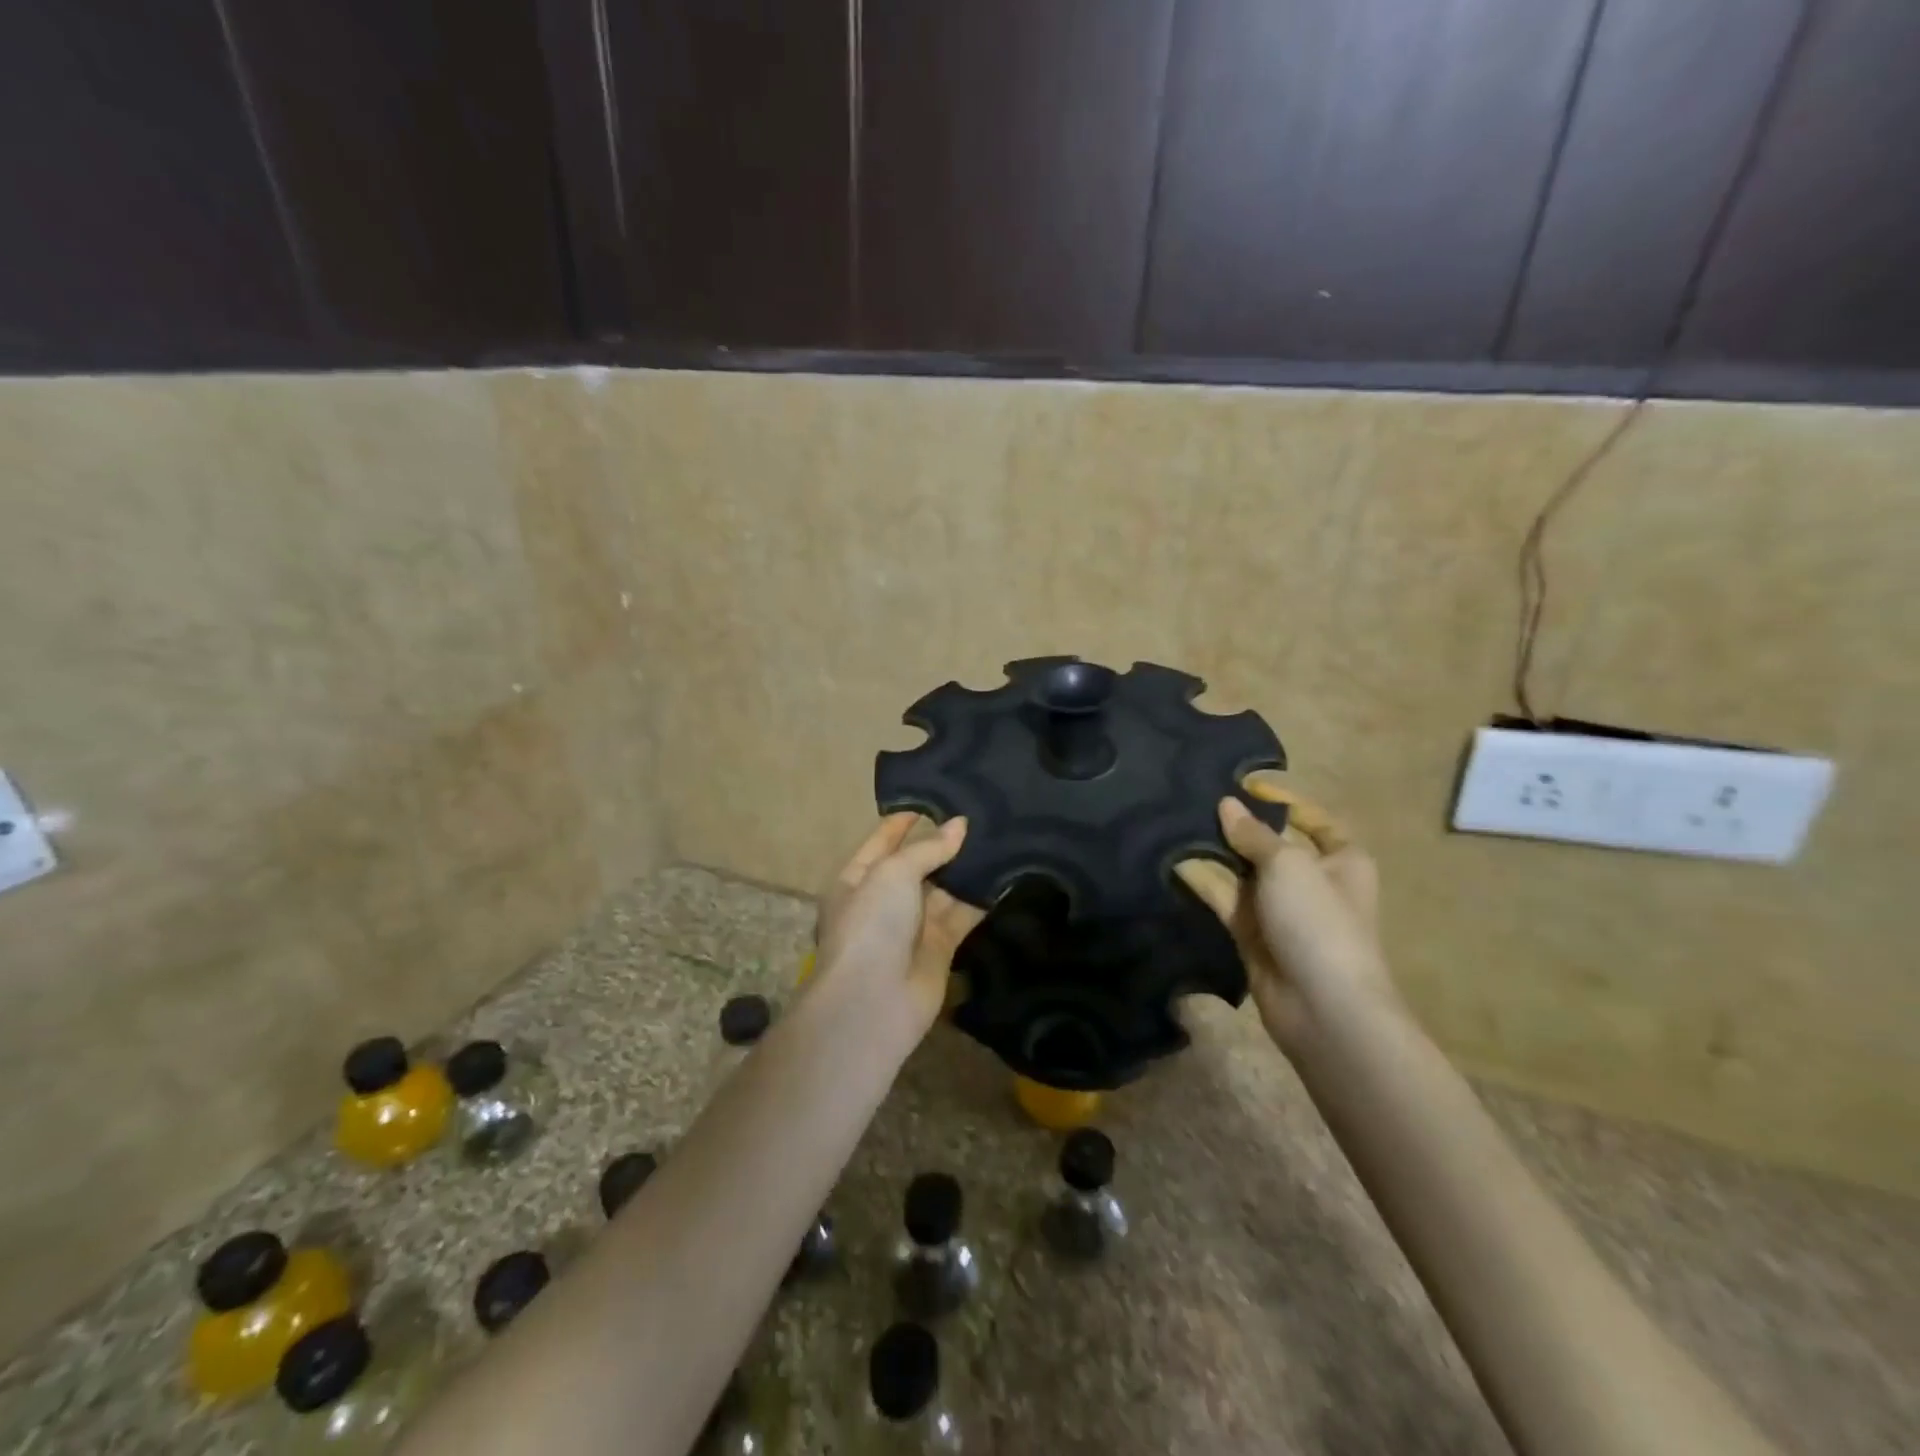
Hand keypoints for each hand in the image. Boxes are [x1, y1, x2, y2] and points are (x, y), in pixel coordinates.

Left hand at [812, 814, 985, 1040]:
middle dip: (944, 842)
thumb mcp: (892, 873)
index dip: (906, 820)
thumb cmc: (872, 924)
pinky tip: (1007, 874)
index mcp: (857, 878)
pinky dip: (983, 898)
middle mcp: (884, 899)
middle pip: (917, 863)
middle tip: (981, 815)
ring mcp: (913, 924)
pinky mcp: (941, 947)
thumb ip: (928, 848)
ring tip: (1000, 836)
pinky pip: (964, 914)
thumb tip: (960, 825)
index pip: (883, 839)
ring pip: (945, 888)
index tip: (938, 799)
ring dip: (968, 868)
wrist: (874, 1001)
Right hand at [1176, 790, 1395, 1055]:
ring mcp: (1280, 910)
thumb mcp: (1288, 864)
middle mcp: (1312, 880)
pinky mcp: (1253, 934)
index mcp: (1341, 859)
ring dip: (1216, 853)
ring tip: (1177, 824)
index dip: (1281, 799)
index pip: (1312, 818)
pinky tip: (1176, 862)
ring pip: (1243, 872)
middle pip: (1271, 843)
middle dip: (1238, 825)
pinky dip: (1205, 882)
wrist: (1323, 1007)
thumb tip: (1227, 804)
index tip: (1242, 782)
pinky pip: (1226, 899)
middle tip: (1196, 800)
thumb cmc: (1318, 921)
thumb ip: (1253, 834)